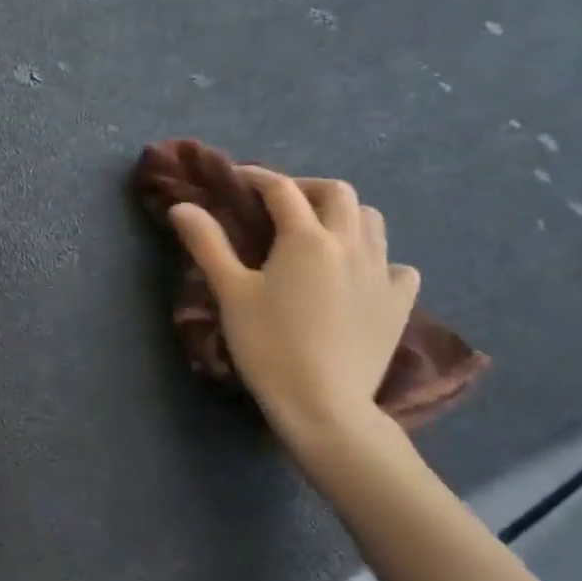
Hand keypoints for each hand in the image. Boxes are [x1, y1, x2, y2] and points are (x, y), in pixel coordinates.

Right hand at [169, 170, 419, 453]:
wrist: (324, 403)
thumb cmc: (269, 346)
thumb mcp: (231, 293)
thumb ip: (208, 244)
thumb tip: (181, 206)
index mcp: (306, 237)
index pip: (282, 189)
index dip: (258, 177)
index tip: (239, 178)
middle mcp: (350, 243)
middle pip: (337, 193)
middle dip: (306, 188)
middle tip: (281, 204)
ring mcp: (381, 272)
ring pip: (372, 220)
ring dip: (344, 214)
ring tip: (321, 232)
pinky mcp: (399, 302)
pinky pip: (397, 265)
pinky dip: (378, 258)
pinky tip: (360, 275)